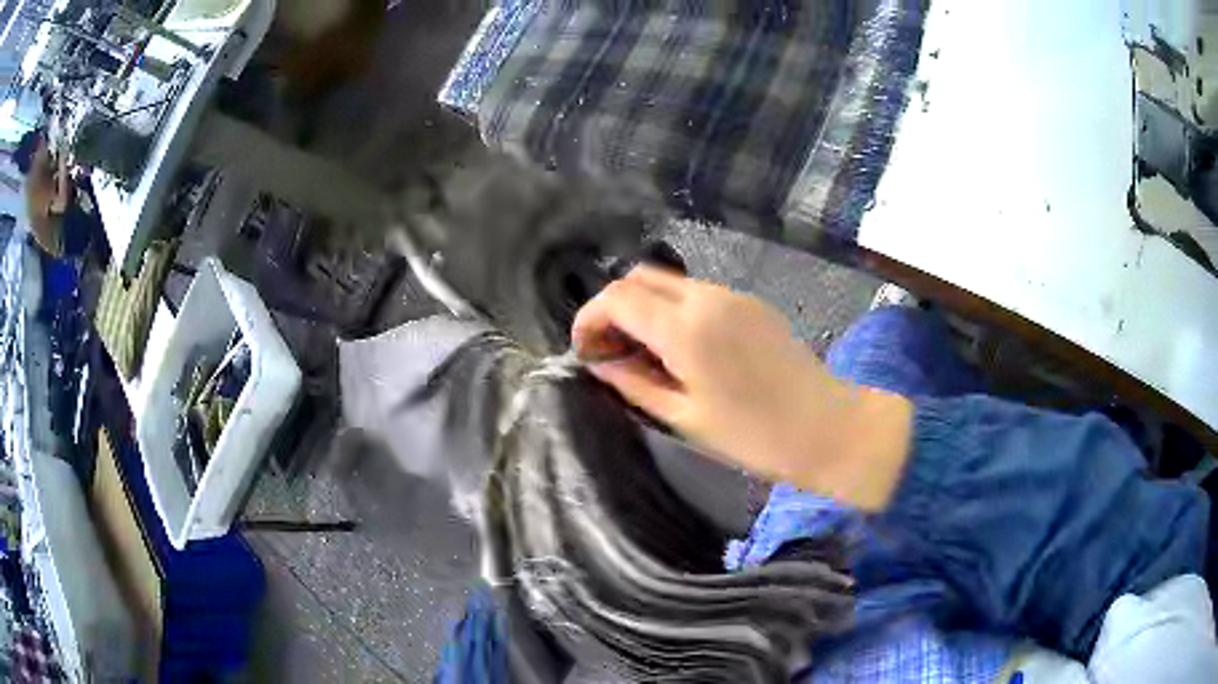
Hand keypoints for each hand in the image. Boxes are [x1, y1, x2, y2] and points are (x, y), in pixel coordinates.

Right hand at [572, 266, 913, 510]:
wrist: (827, 428)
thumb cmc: (753, 435)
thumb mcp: (684, 417)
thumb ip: (634, 383)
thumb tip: (600, 363)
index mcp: (685, 328)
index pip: (616, 298)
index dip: (589, 318)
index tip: (584, 350)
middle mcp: (706, 297)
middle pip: (639, 277)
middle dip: (614, 307)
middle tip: (612, 350)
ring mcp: (733, 295)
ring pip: (669, 283)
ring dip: (645, 307)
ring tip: (646, 353)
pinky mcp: (751, 303)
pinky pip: (698, 293)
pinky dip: (675, 309)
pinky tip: (683, 348)